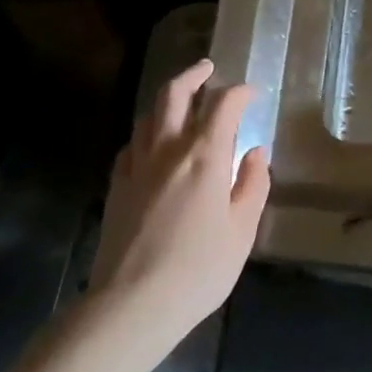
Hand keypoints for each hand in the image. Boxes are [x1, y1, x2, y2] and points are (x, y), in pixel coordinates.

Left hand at [91, 60, 270, 351]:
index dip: (240, 92)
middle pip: (174, 94)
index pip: (223, 105)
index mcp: (204, 156)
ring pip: (148, 115)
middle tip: (207, 68)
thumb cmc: (199, 269)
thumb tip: (254, 152)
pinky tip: (153, 145)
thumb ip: (253, 185)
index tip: (252, 92)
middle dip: (193, 75)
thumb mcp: (242, 231)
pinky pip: (132, 145)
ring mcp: (136, 166)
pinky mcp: (116, 186)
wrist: (133, 303)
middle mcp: (167, 149)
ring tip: (182, 101)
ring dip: (167, 100)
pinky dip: (147, 134)